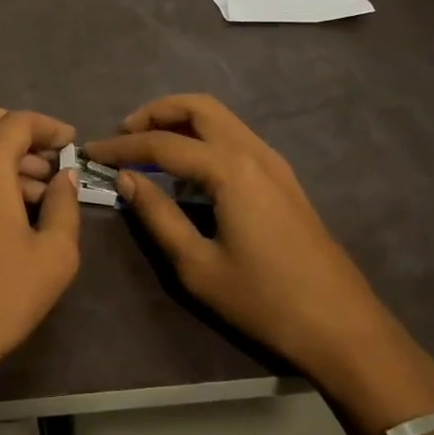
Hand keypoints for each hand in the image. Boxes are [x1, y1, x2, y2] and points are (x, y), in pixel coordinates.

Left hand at [0, 108, 80, 395]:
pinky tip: (11, 210)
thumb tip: (65, 178)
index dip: (50, 127)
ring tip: (40, 193)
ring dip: (7, 155)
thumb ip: (65, 205)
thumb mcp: (54, 254)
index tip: (73, 143)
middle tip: (53, 163)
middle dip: (25, 134)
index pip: (20, 121)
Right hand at [87, 95, 433, 428]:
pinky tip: (187, 168)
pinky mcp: (284, 178)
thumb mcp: (198, 266)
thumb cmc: (265, 301)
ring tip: (148, 147)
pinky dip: (204, 136)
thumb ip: (158, 215)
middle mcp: (253, 151)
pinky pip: (235, 138)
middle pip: (198, 107)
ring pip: (221, 118)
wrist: (343, 327)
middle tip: (123, 136)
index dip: (122, 146)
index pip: (163, 143)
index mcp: (230, 169)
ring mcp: (274, 162)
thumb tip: (127, 179)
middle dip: (155, 113)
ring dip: (181, 121)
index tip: (90, 153)